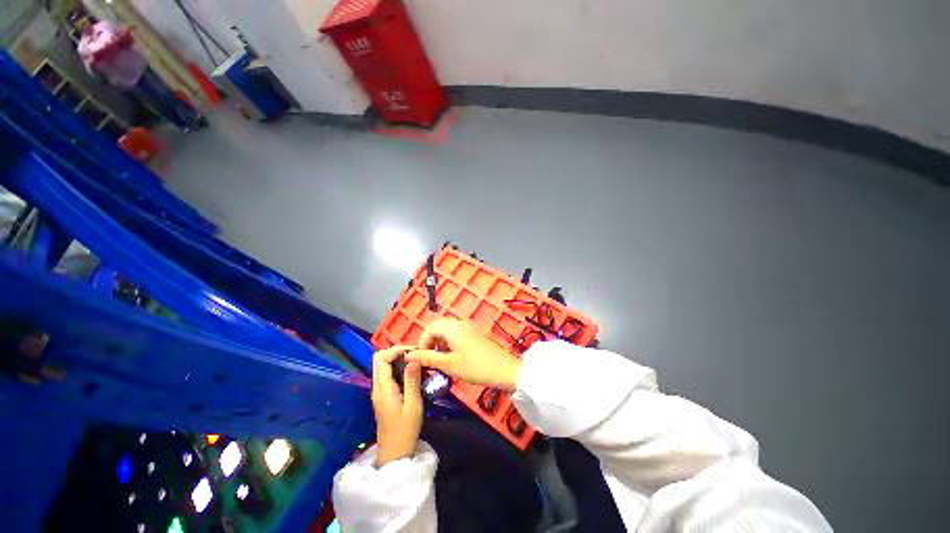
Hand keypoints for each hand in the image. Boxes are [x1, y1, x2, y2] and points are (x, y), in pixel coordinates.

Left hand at [372, 346, 423, 466]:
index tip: (414, 351)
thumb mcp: (413, 404)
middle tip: (415, 354)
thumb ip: (412, 380)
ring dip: (398, 359)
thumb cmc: (406, 430)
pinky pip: (387, 374)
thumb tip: (413, 357)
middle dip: (397, 352)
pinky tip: (412, 372)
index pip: (381, 358)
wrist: (395, 453)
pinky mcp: (383, 395)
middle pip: (379, 359)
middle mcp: (377, 387)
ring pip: (383, 366)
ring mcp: (379, 391)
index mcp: (383, 388)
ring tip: (416, 360)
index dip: (396, 350)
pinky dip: (398, 368)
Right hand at [407, 319, 522, 390]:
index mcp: (451, 327)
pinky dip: (452, 343)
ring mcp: (470, 327)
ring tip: (443, 361)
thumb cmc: (475, 367)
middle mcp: (460, 323)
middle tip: (432, 360)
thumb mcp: (448, 364)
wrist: (504, 369)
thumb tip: (410, 356)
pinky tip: (456, 357)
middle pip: (439, 328)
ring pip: (449, 331)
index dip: (422, 343)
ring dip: (442, 344)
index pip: (429, 328)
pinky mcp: (477, 333)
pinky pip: (459, 334)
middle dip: (431, 343)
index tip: (422, 359)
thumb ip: (427, 358)